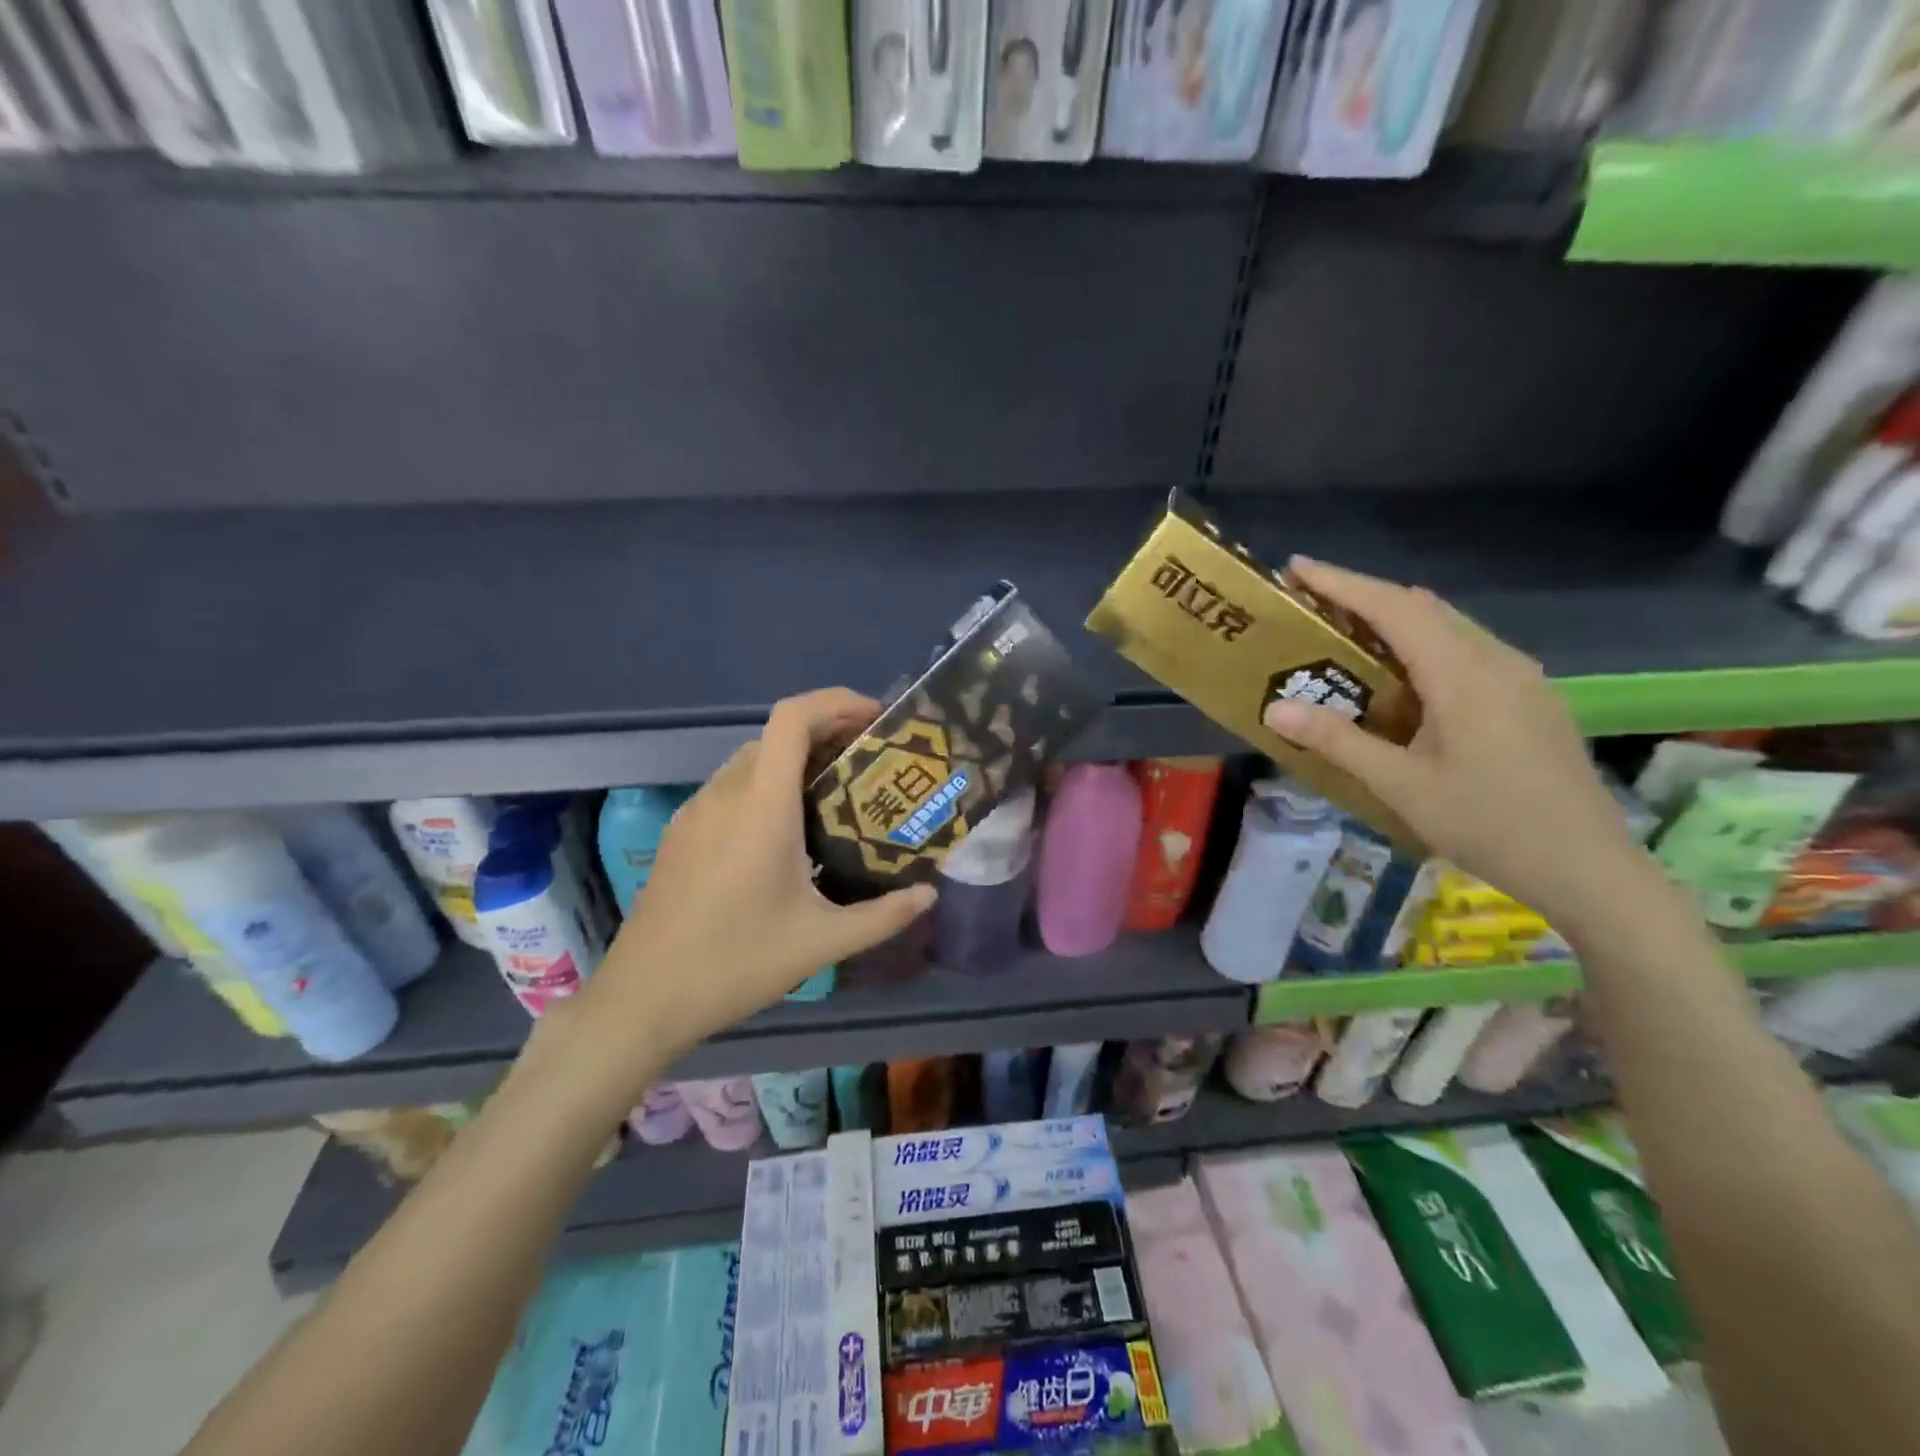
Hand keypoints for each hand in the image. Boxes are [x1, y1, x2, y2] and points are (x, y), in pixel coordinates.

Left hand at [579, 688, 936, 1057]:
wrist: (643, 998)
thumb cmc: (736, 962)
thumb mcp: (822, 943)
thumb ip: (883, 915)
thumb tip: (928, 895)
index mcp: (762, 805)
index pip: (793, 718)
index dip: (837, 702)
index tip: (876, 720)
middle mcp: (725, 793)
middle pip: (777, 735)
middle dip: (827, 734)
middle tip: (868, 765)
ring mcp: (696, 811)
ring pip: (753, 760)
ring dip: (796, 762)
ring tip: (835, 798)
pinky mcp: (680, 833)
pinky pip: (732, 788)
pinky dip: (767, 787)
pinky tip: (786, 836)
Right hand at [1261, 558, 1652, 933]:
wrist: (1589, 868)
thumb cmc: (1488, 824)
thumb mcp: (1400, 786)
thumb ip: (1337, 741)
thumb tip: (1275, 708)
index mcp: (1464, 675)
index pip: (1396, 608)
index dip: (1343, 583)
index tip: (1297, 567)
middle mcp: (1497, 661)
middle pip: (1423, 608)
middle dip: (1365, 596)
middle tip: (1311, 602)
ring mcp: (1521, 678)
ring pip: (1449, 627)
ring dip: (1395, 620)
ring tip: (1346, 634)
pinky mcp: (1530, 699)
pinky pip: (1467, 651)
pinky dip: (1423, 646)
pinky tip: (1402, 678)